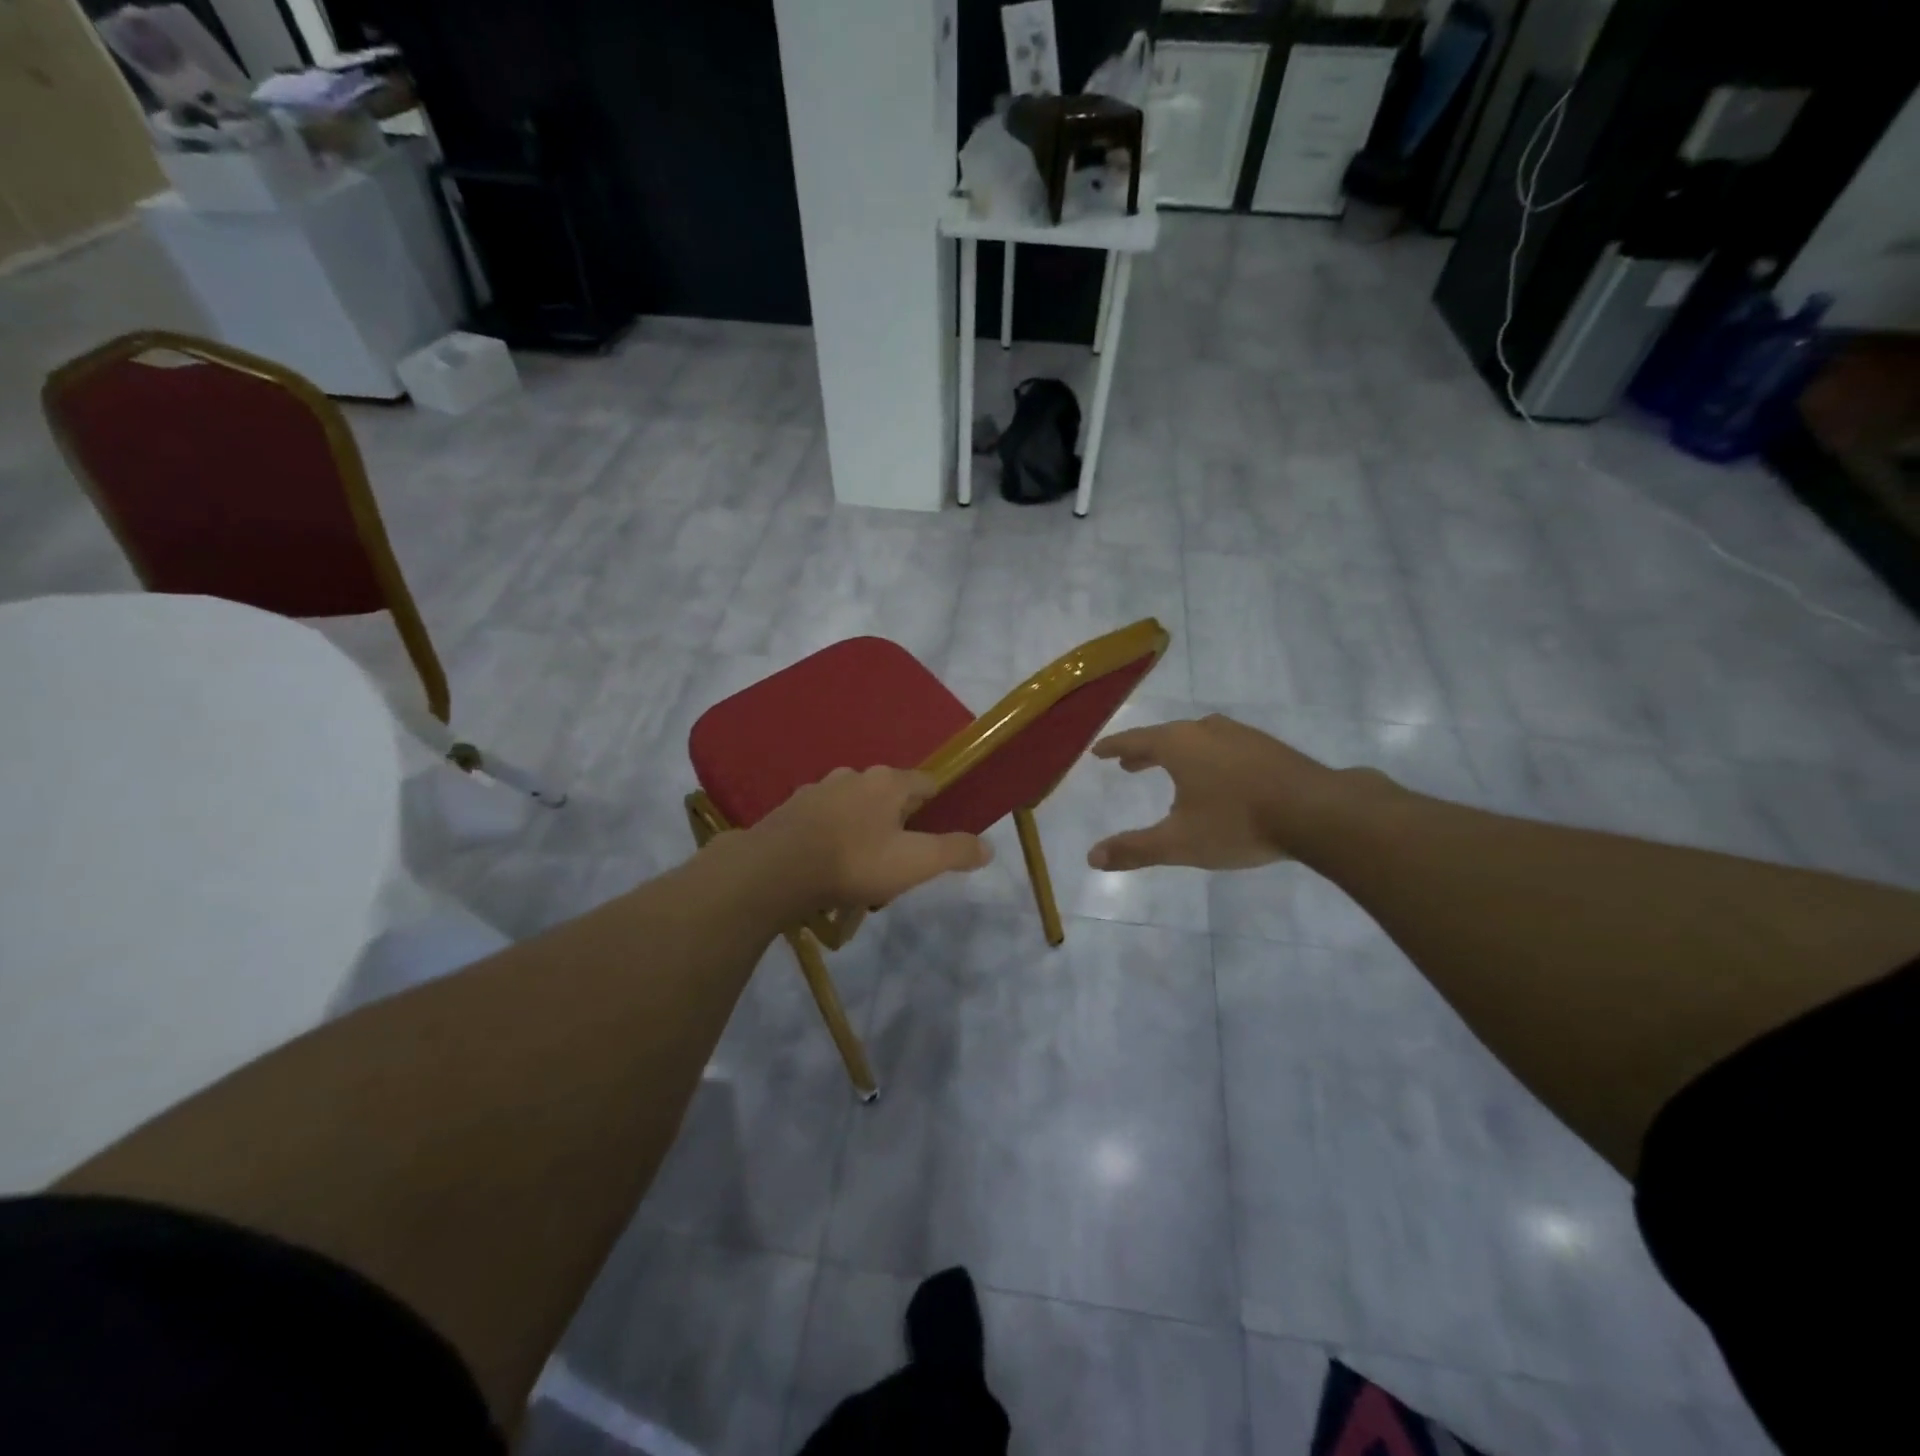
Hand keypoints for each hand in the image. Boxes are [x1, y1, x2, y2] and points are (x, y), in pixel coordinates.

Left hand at [751, 766, 991, 911]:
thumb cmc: (854, 862)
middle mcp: (854, 775)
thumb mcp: (915, 863)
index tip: (938, 836)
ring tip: (859, 870)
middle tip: (898, 862)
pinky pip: (824, 820)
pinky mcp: (791, 809)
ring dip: (863, 830)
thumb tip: (988, 847)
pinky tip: (826, 866)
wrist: (774, 870)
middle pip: (889, 796)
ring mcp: (818, 789)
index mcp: (888, 781)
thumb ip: (954, 852)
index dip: (938, 807)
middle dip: (898, 824)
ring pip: (854, 807)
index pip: (927, 783)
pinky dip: (831, 836)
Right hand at [1087, 715, 1364, 870]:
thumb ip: (1134, 849)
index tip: (1098, 751)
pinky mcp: (1268, 746)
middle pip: (1166, 737)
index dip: (1114, 747)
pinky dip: (1207, 756)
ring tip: (1171, 768)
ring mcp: (1240, 735)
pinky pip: (1224, 746)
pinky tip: (1218, 776)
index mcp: (1178, 745)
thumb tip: (1092, 857)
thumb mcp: (1179, 843)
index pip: (1135, 740)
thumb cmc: (1237, 823)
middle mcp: (1206, 731)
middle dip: (1145, 751)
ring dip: (1178, 752)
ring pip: (1198, 739)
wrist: (1316, 811)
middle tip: (1129, 764)